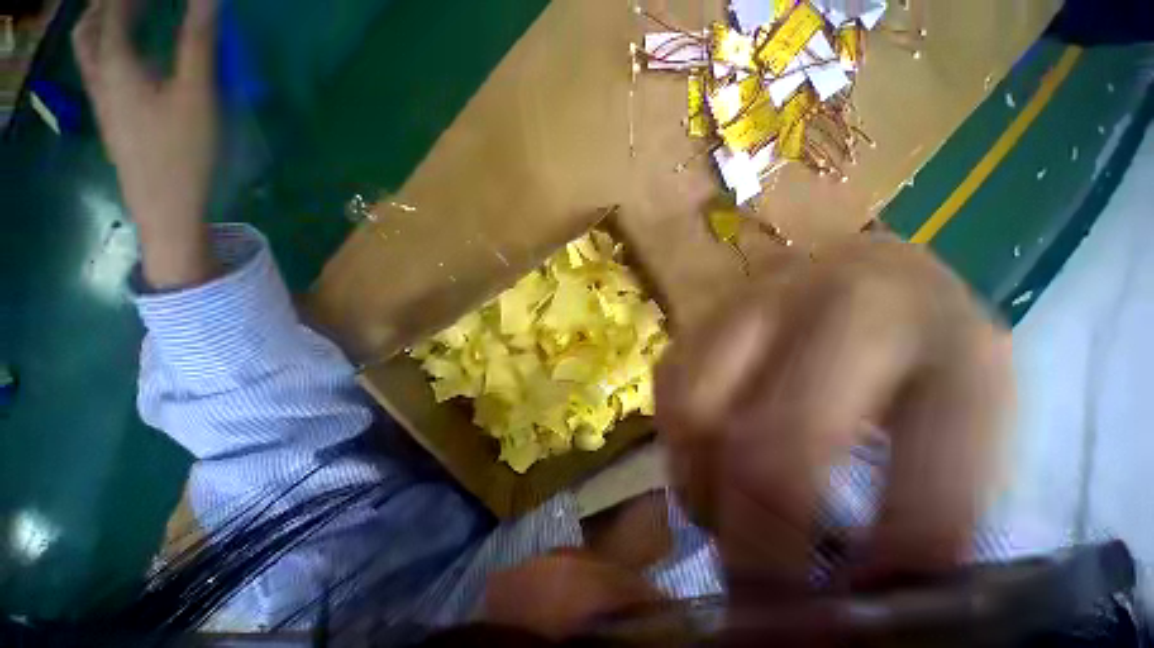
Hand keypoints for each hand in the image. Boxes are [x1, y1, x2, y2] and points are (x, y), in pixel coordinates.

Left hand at [73, 0, 219, 288]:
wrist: (165, 205)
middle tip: (131, 3)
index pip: (113, 12)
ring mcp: (103, 102)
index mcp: (116, 64)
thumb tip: (207, 0)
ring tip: (130, 20)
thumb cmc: (182, 150)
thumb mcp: (196, 94)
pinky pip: (101, 73)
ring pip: (90, 53)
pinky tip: (133, 60)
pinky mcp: (113, 120)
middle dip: (106, 8)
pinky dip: (110, 53)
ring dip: (103, 28)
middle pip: (88, 30)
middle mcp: (101, 77)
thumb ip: (198, 44)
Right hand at [655, 237, 1012, 595]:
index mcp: (953, 349)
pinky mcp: (703, 316)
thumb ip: (936, 509)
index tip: (844, 630)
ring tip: (723, 516)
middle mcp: (841, 312)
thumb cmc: (930, 350)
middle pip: (776, 454)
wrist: (871, 274)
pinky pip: (668, 391)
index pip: (926, 503)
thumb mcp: (975, 426)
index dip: (880, 585)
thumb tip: (863, 601)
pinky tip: (704, 455)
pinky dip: (677, 439)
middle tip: (758, 595)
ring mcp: (753, 305)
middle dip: (759, 549)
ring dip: (703, 488)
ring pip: (696, 417)